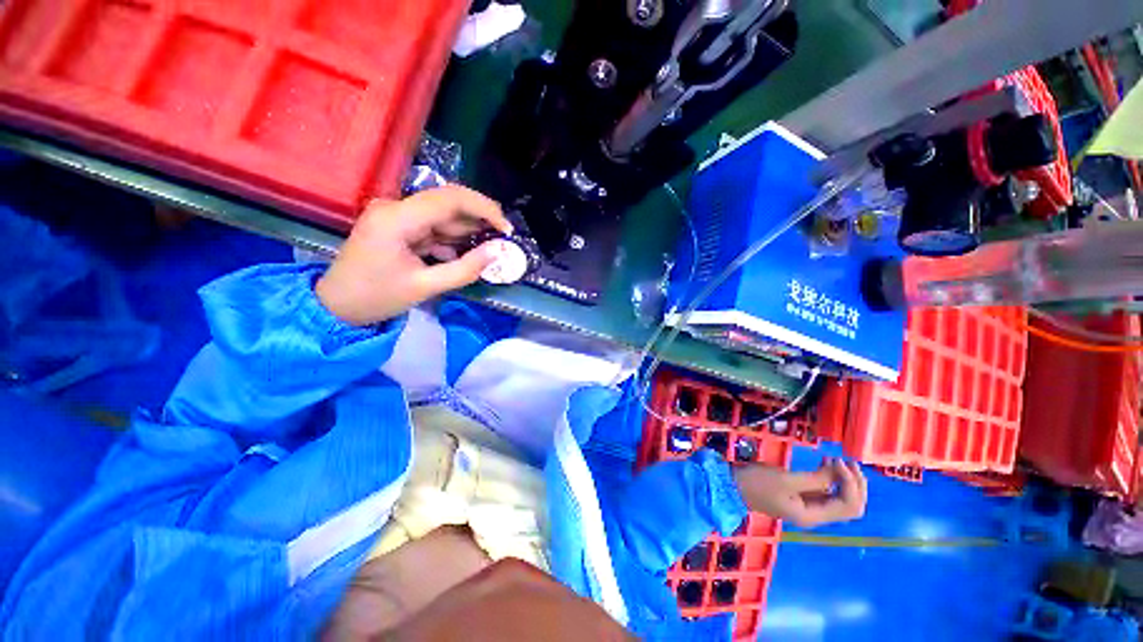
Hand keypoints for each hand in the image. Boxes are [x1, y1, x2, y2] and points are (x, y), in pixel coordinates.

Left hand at [316, 186, 511, 325]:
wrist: (336, 306)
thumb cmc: (377, 298)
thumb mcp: (425, 287)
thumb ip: (465, 269)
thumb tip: (498, 252)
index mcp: (397, 218)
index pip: (449, 199)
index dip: (483, 209)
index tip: (506, 229)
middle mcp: (395, 207)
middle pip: (448, 202)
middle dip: (479, 219)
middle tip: (503, 239)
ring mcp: (396, 215)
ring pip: (443, 215)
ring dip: (468, 232)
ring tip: (489, 251)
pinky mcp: (398, 225)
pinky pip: (433, 227)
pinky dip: (452, 240)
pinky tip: (465, 255)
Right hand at [733, 458, 866, 528]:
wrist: (734, 486)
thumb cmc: (758, 482)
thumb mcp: (786, 479)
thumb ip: (816, 478)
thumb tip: (839, 471)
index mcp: (813, 515)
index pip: (849, 506)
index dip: (851, 484)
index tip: (838, 460)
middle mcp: (816, 515)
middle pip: (851, 506)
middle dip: (856, 484)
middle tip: (847, 460)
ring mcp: (810, 507)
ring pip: (842, 499)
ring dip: (846, 481)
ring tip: (837, 459)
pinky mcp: (802, 498)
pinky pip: (827, 492)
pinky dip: (832, 479)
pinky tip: (826, 464)